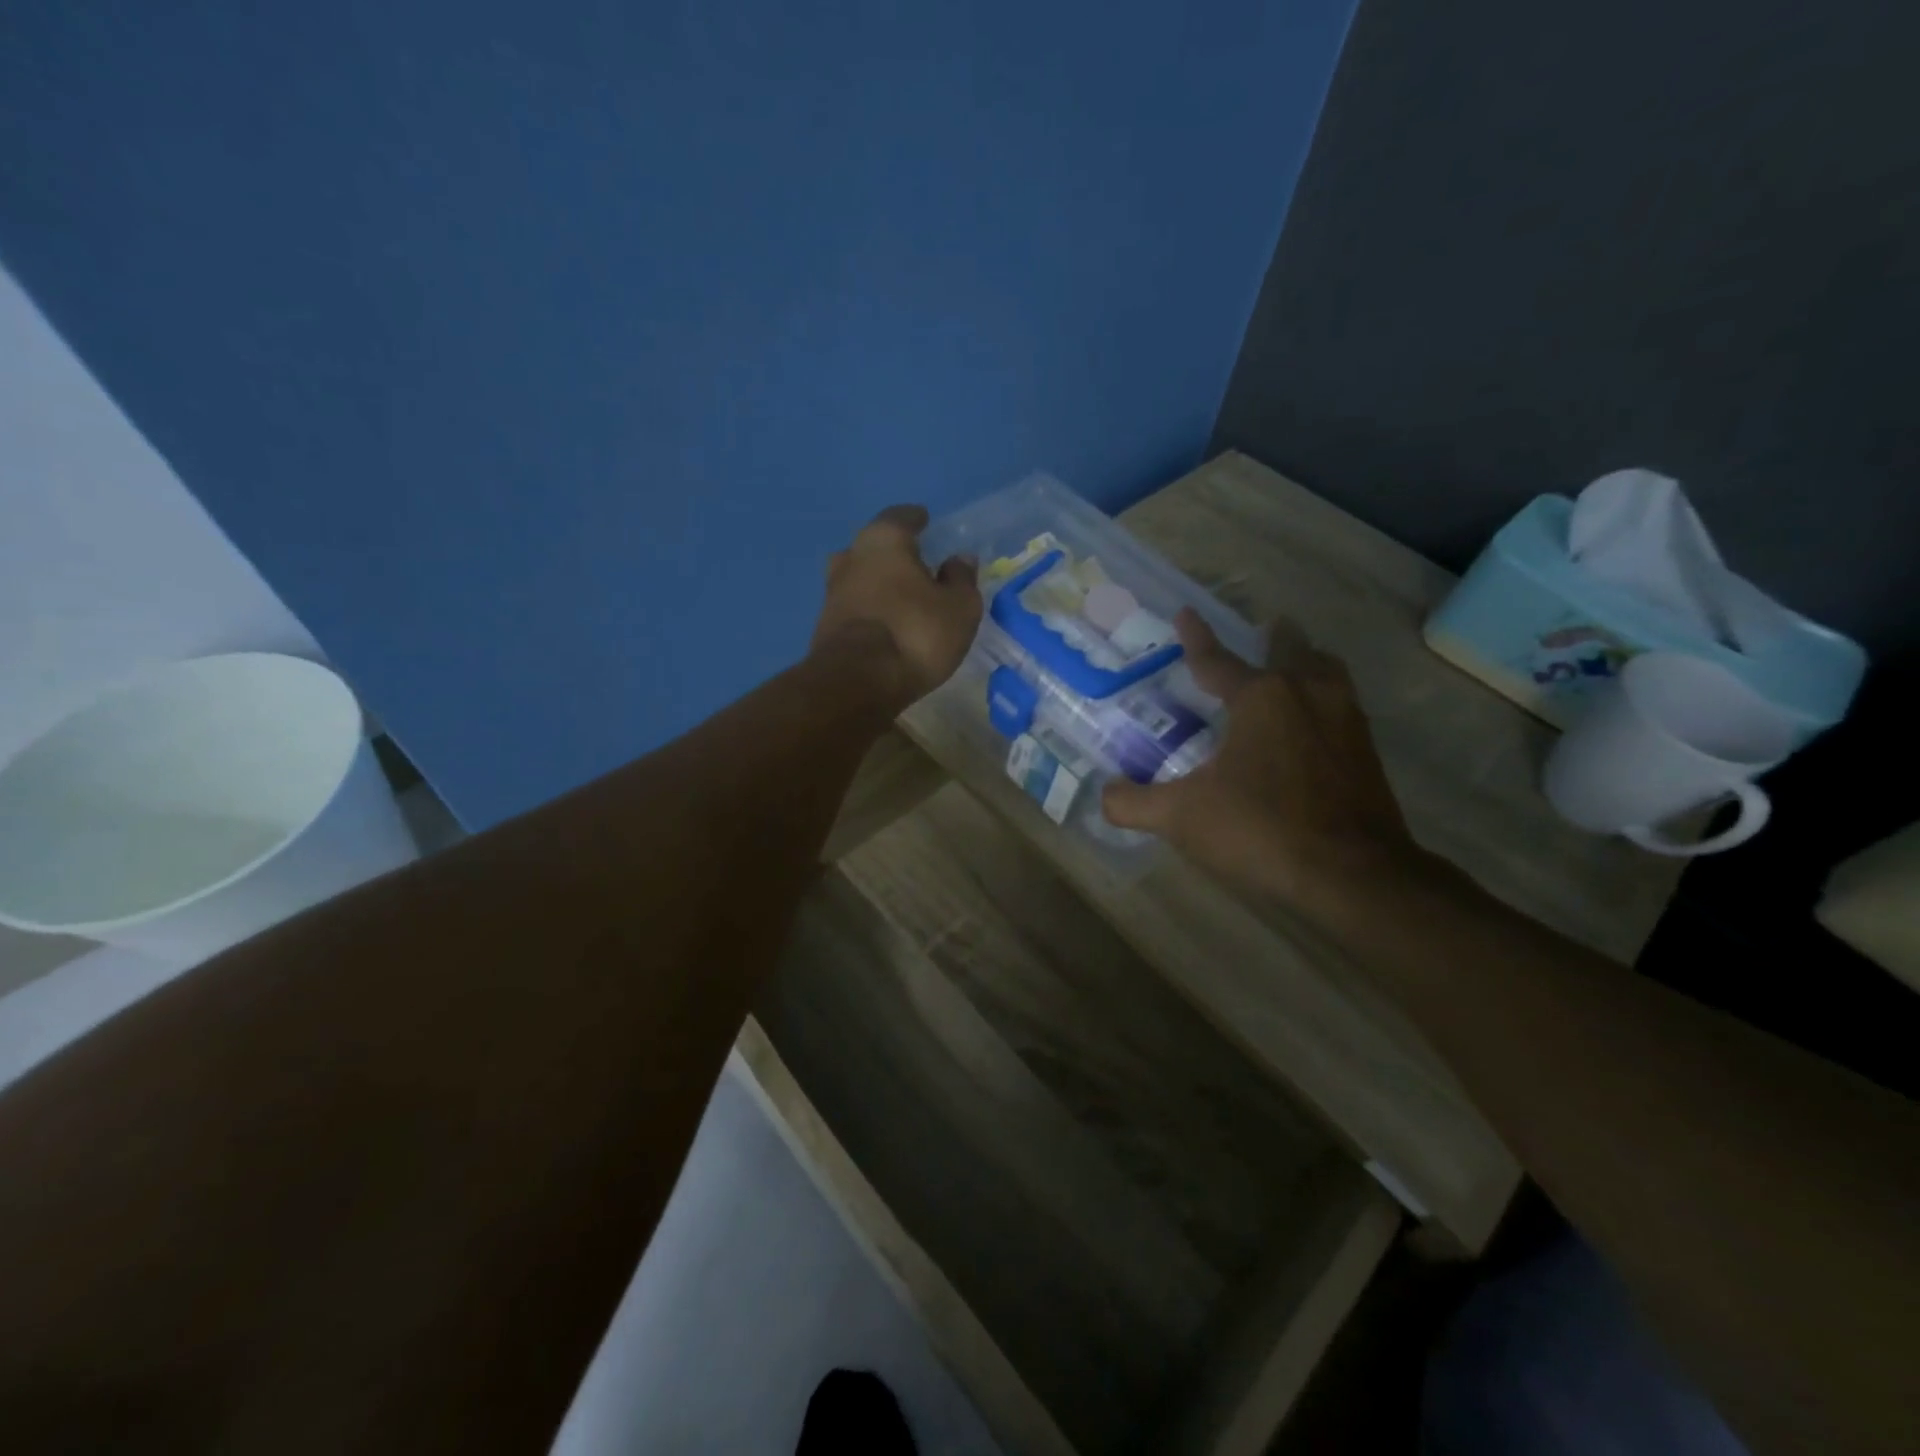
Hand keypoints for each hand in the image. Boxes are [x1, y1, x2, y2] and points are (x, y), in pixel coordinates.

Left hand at [811, 504, 982, 710]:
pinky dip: (869, 608)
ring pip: (860, 576)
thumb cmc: (915, 633)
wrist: (856, 682)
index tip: (926, 521)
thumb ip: (961, 579)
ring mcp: (832, 591)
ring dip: (878, 582)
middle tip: (916, 563)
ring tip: (901, 595)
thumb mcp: (958, 608)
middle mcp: (851, 556)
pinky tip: (885, 621)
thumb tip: (959, 560)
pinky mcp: (824, 625)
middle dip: (894, 552)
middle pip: (874, 545)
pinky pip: (854, 606)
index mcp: (884, 540)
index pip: (901, 516)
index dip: (916, 519)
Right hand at [1102, 610, 1422, 911]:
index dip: (1196, 639)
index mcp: (1261, 697)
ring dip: (1308, 662)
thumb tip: (1106, 794)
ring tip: (1295, 665)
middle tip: (1263, 628)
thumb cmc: (1261, 830)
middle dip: (1273, 638)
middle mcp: (1308, 694)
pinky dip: (1324, 701)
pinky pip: (1342, 707)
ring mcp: (1346, 721)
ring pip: (1327, 673)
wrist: (1353, 875)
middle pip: (1290, 650)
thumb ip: (1135, 803)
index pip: (1217, 660)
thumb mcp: (1182, 817)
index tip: (1186, 613)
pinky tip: (1314, 725)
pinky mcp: (1367, 753)